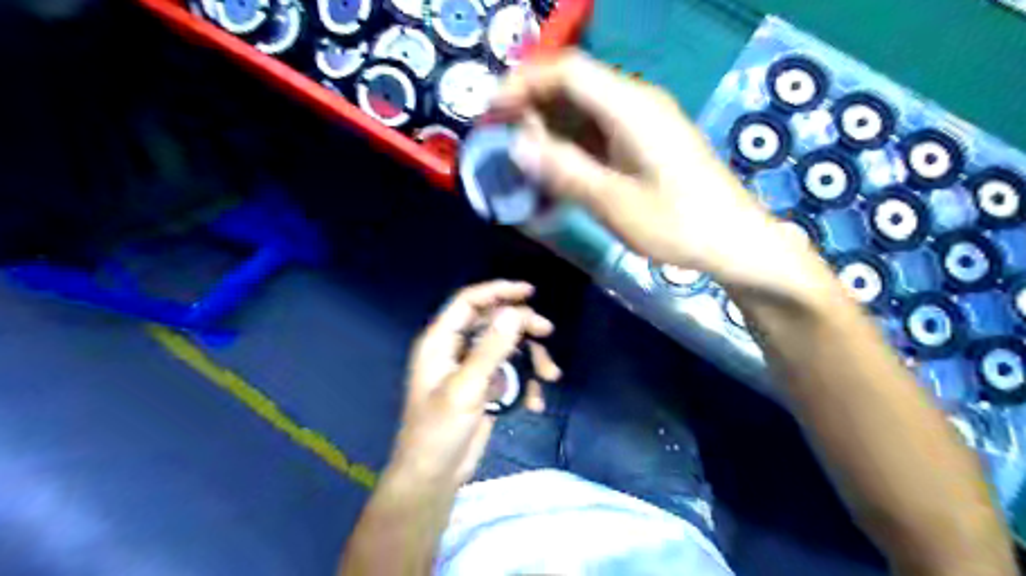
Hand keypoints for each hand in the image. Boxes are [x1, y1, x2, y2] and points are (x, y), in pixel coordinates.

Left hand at [387, 280, 559, 488]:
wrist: (434, 476)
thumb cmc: (439, 431)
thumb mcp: (466, 388)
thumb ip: (491, 350)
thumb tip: (514, 314)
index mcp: (440, 342)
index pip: (469, 303)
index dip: (498, 291)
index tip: (529, 292)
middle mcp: (455, 349)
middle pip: (492, 322)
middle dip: (521, 326)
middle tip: (547, 332)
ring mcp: (471, 368)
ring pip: (506, 347)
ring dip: (530, 358)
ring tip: (550, 376)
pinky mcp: (484, 387)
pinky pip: (510, 373)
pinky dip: (526, 383)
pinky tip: (534, 402)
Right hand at [491, 50, 823, 296]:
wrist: (735, 241)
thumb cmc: (678, 224)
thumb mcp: (614, 203)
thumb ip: (564, 171)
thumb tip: (518, 146)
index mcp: (630, 107)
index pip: (567, 72)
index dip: (524, 83)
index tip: (492, 112)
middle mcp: (637, 102)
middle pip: (574, 86)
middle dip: (532, 107)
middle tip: (503, 141)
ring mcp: (644, 121)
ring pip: (585, 110)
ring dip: (551, 128)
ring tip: (523, 159)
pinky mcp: (648, 141)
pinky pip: (600, 130)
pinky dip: (573, 144)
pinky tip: (558, 169)